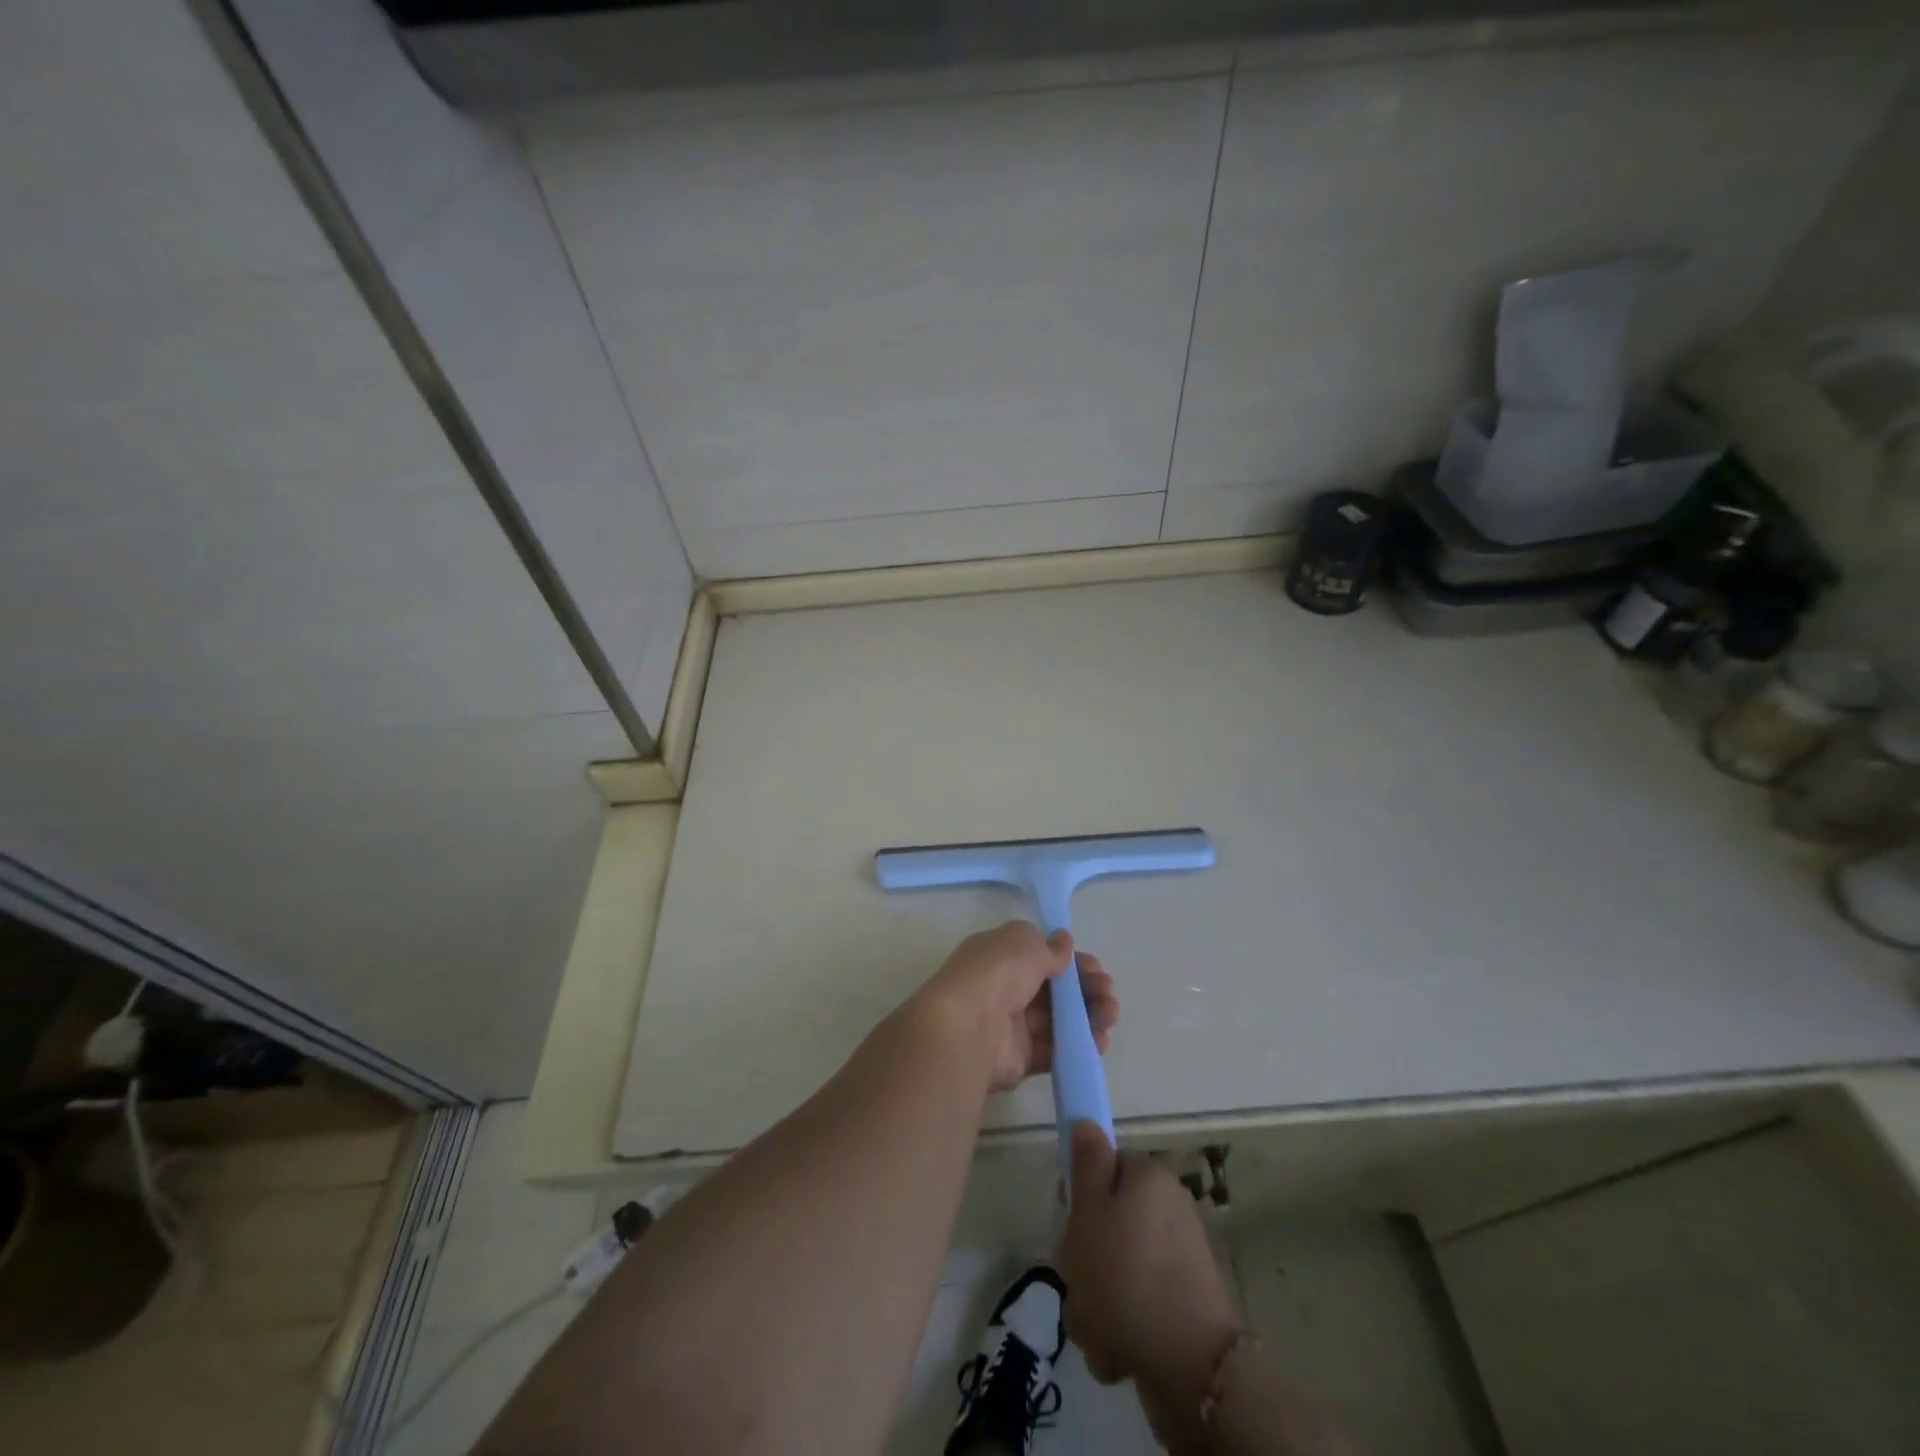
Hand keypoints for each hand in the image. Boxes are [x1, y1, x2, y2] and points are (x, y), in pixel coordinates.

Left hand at [915, 921, 1118, 1093]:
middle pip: (1054, 989)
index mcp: (999, 956)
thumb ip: (1049, 947)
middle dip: (1086, 989)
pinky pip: (1054, 1050)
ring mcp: (1011, 1025)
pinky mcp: (1019, 1058)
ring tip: (1109, 1017)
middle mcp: (1004, 988)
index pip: (1041, 956)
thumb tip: (1064, 941)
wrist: (967, 1028)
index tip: (1095, 967)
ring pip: (1058, 1019)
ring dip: (1088, 1016)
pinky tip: (1099, 1040)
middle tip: (1108, 994)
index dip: (1071, 962)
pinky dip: (1078, 1045)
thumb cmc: (995, 973)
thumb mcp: (1024, 942)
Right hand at [1059, 1122, 1241, 1450]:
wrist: (1190, 1369)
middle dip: (1084, 1259)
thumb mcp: (1089, 1212)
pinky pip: (1136, 1306)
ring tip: (1096, 1326)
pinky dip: (1120, 1327)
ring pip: (1115, 1270)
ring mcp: (1179, 1260)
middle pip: (1107, 1222)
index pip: (1104, 1167)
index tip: (1067, 1220)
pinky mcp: (1183, 1307)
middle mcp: (1169, 1209)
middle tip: (1078, 1278)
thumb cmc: (1125, 1276)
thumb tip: (1086, 1121)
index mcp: (1150, 1178)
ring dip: (1096, 1300)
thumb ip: (1086, 1164)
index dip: (1079, 1193)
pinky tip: (1116, 1351)